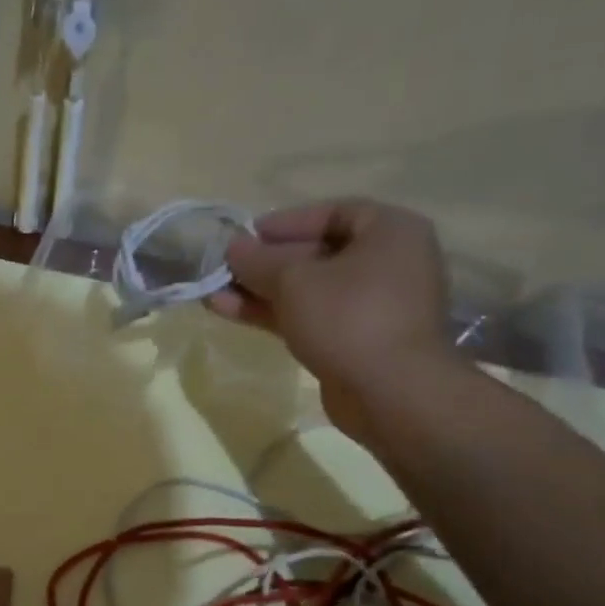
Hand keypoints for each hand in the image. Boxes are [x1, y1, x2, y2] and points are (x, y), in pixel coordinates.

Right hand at [207, 199, 460, 445]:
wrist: (389, 393)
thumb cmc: (348, 318)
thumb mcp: (294, 280)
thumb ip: (259, 260)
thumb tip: (233, 248)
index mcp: (390, 232)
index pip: (333, 212)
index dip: (286, 222)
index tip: (247, 235)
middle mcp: (388, 263)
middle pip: (317, 254)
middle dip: (266, 263)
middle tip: (226, 268)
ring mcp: (372, 306)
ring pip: (308, 290)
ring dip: (261, 292)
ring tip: (215, 294)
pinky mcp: (355, 341)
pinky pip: (310, 317)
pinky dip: (275, 314)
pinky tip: (232, 312)